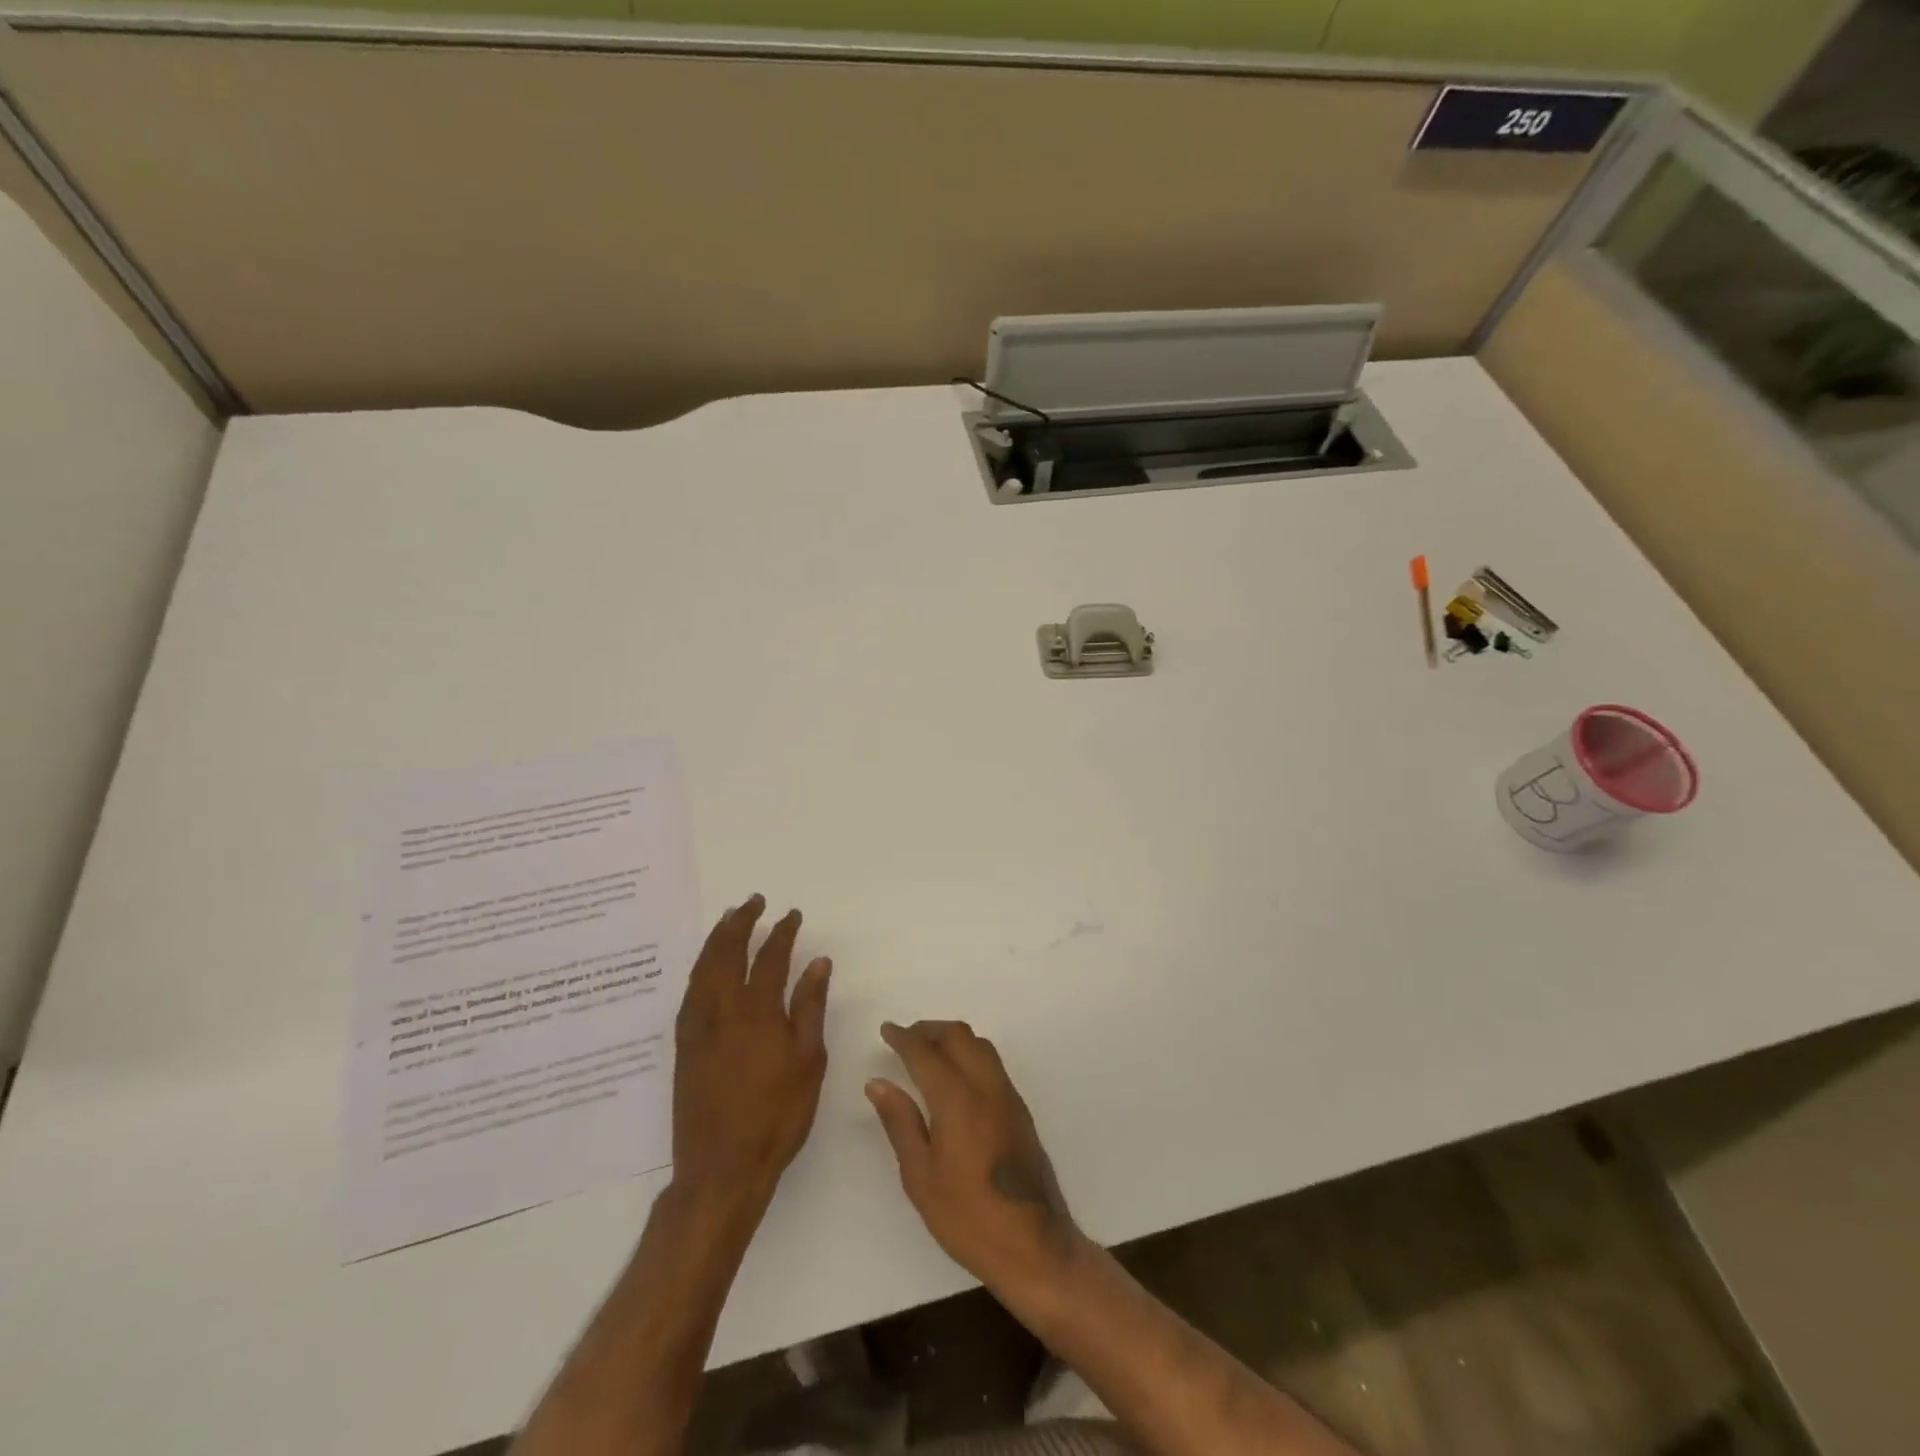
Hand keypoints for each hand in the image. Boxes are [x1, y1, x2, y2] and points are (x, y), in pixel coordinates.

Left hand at [673, 895, 831, 1213]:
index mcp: (757, 1012)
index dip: (781, 933)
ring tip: (728, 920)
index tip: (791, 915)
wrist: (721, 1167)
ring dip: (716, 939)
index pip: (769, 958)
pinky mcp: (683, 1046)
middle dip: (740, 923)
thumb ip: (810, 1007)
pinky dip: (700, 968)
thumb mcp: (808, 1061)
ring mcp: (697, 1027)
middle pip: (726, 953)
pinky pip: (689, 992)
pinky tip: (706, 967)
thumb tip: (817, 962)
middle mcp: (721, 1010)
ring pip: (703, 969)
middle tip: (753, 902)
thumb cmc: (777, 1115)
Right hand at [866, 1020, 1083, 1293]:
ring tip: (928, 1053)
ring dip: (952, 1038)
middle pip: (958, 1036)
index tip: (886, 1031)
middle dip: (929, 1030)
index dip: (904, 1038)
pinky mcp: (1020, 1109)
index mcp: (957, 1099)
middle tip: (905, 1039)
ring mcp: (1008, 1095)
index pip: (926, 1052)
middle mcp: (986, 1086)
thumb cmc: (968, 1217)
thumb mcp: (921, 1176)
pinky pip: (992, 1063)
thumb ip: (900, 1123)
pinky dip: (970, 1054)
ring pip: (980, 1045)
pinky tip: (956, 1076)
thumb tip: (878, 1083)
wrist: (1033, 1245)